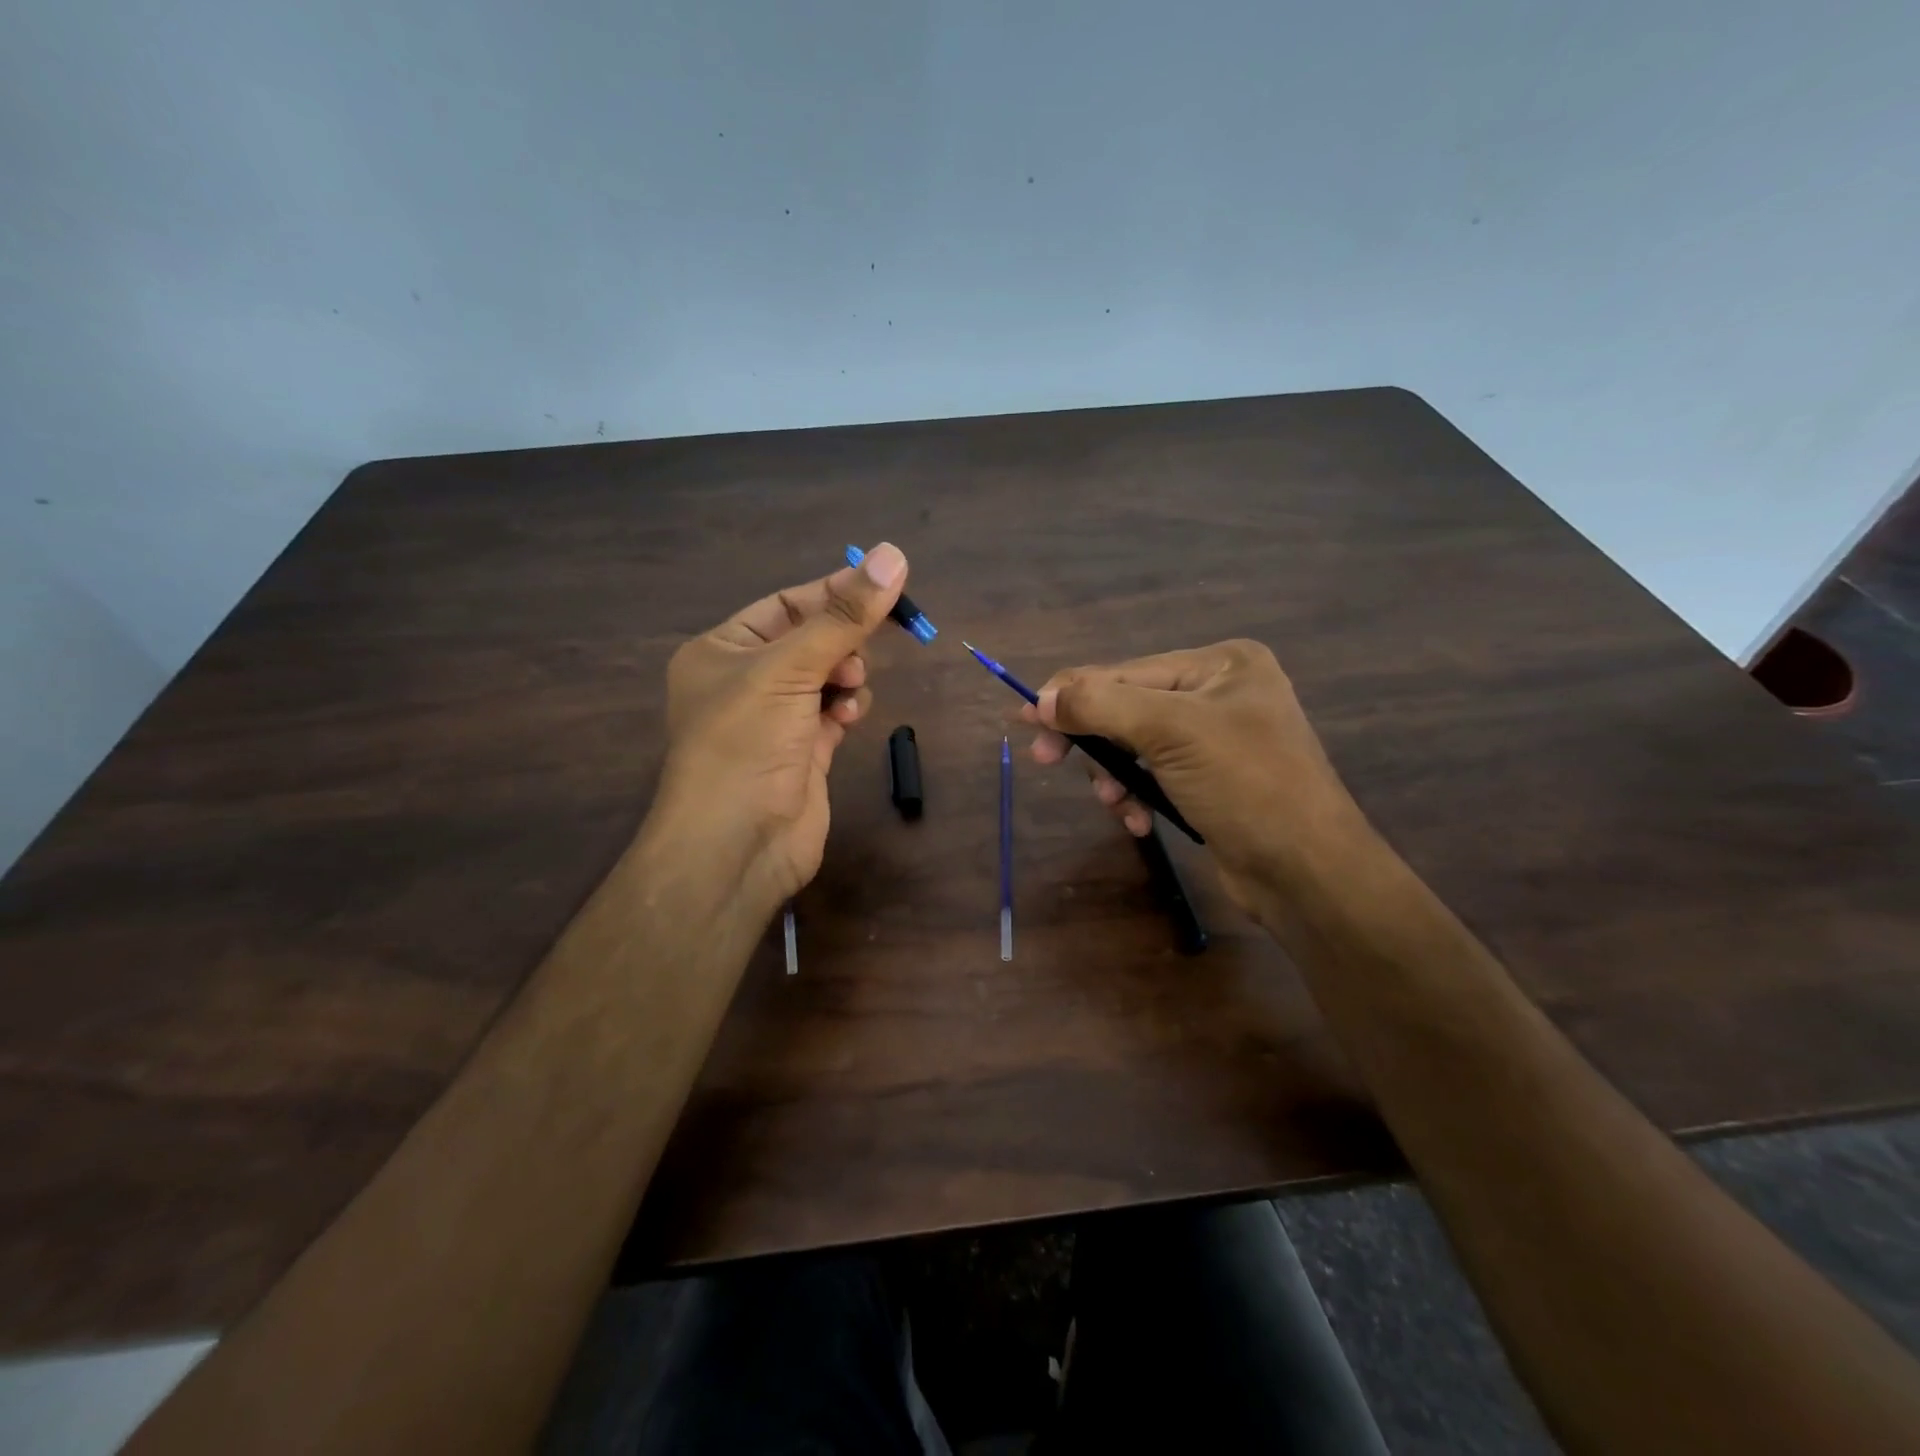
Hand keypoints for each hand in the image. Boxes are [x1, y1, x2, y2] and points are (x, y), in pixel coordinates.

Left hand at [650, 542, 907, 916]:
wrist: (736, 845)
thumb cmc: (746, 743)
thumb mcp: (789, 668)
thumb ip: (843, 616)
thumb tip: (892, 554)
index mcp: (721, 650)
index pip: (785, 604)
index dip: (832, 593)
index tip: (883, 585)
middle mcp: (744, 681)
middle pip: (810, 640)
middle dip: (840, 643)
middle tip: (856, 654)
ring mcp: (775, 719)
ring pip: (827, 677)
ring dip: (845, 677)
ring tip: (846, 691)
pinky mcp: (802, 752)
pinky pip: (833, 713)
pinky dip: (845, 710)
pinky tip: (846, 719)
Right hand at [1025, 639, 1371, 909]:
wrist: (1308, 872)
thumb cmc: (1245, 785)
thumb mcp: (1170, 732)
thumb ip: (1101, 705)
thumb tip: (1041, 698)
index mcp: (1221, 664)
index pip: (1127, 671)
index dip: (1073, 694)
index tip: (1026, 719)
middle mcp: (1220, 692)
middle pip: (1128, 707)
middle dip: (1095, 741)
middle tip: (1046, 760)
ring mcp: (1219, 738)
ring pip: (1136, 745)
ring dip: (1115, 775)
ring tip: (1114, 804)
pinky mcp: (1213, 781)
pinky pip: (1155, 774)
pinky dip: (1138, 795)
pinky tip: (1138, 820)